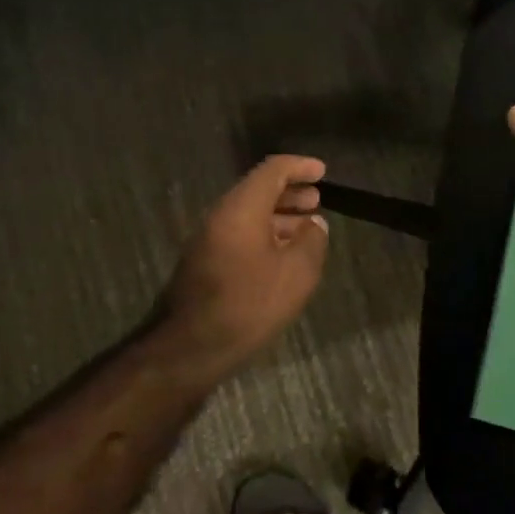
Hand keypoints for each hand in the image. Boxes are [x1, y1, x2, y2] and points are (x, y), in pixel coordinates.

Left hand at [158, 155, 329, 371]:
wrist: (192, 346)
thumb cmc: (250, 303)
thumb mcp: (296, 273)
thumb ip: (312, 241)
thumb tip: (315, 224)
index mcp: (241, 207)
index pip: (272, 170)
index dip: (300, 167)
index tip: (322, 171)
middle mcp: (221, 214)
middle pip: (258, 189)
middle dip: (290, 191)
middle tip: (317, 200)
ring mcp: (209, 238)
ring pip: (249, 212)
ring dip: (279, 214)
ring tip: (306, 226)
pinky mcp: (205, 260)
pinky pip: (240, 232)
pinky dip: (265, 232)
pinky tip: (283, 253)